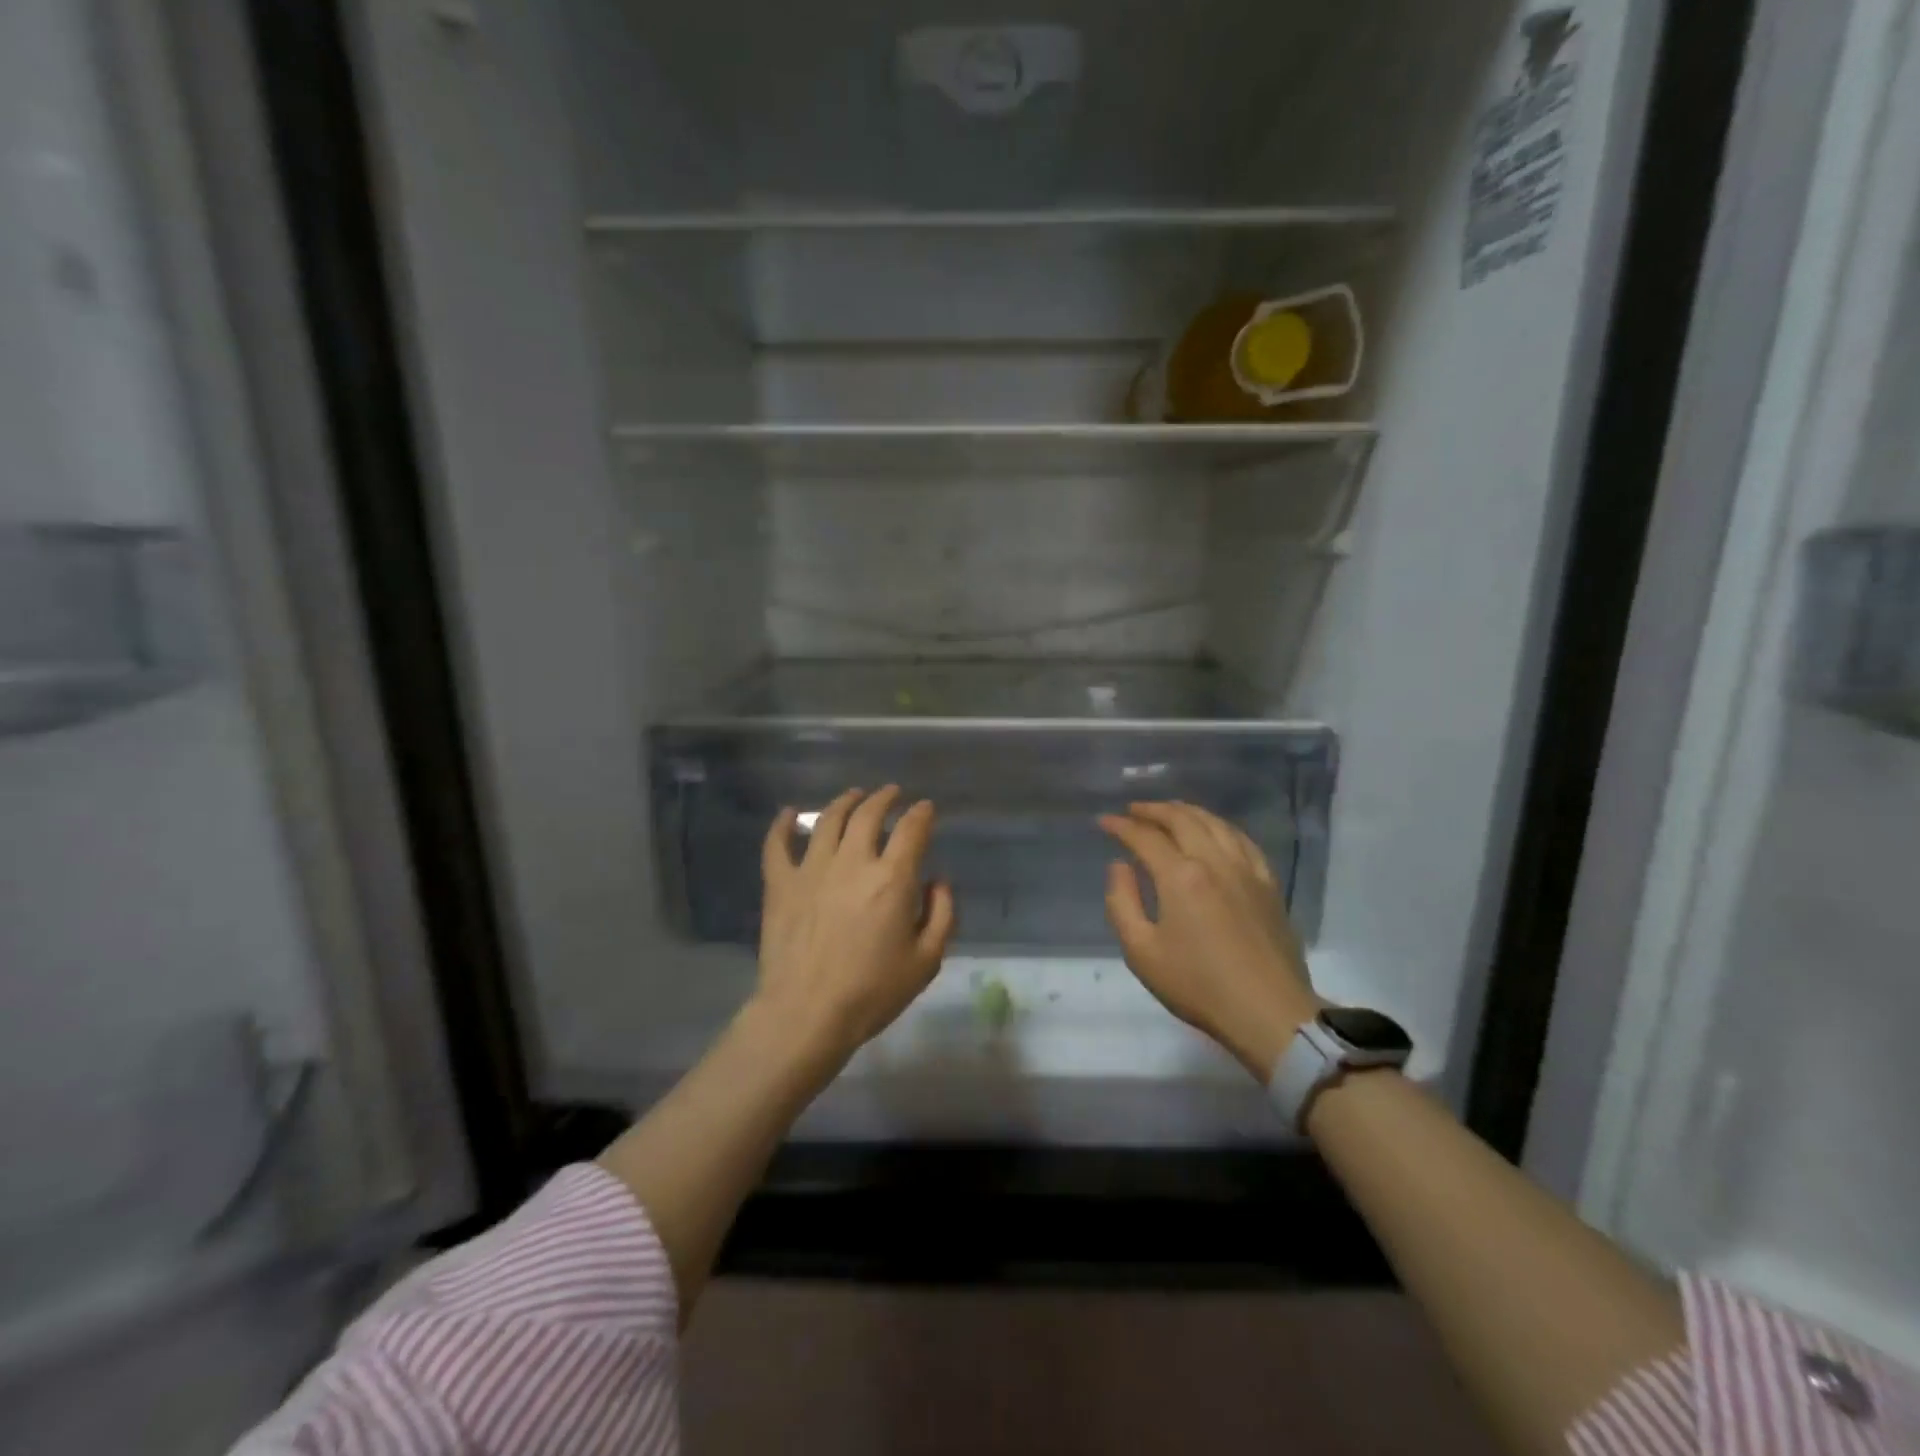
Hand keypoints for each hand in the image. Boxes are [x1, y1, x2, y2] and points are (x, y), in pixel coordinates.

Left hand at [755, 786, 955, 1064]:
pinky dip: (782, 825)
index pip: (912, 829)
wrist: (806, 1014)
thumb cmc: (872, 992)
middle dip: (885, 798)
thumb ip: (942, 914)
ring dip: (845, 802)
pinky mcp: (780, 883)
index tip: (926, 808)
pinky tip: (788, 813)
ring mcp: (811, 868)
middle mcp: (852, 862)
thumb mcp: (926, 961)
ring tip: (854, 796)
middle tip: (892, 794)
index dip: (922, 814)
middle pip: (869, 814)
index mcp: (892, 878)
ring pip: (828, 820)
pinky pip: (777, 844)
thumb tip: (938, 881)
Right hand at [1099, 802, 1320, 1078]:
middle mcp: (1214, 861)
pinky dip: (1221, 826)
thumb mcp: (1141, 952)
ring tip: (1169, 812)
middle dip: (1153, 810)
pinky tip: (1215, 831)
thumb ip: (1122, 902)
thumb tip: (1119, 866)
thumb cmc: (1197, 985)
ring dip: (1187, 812)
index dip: (1121, 826)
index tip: (1104, 822)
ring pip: (1215, 823)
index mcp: (1181, 876)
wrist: (1268, 1012)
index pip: (1145, 837)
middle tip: (1133, 810)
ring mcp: (1246, 869)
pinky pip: (1242, 840)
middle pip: (1182, 819)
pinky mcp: (1268, 883)